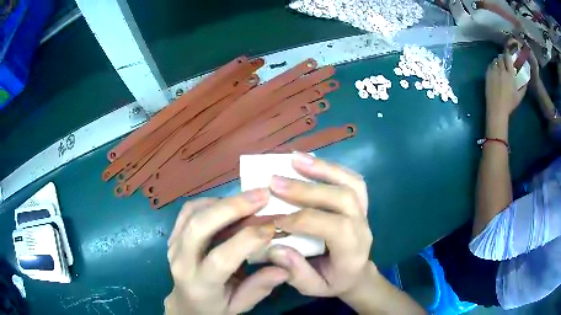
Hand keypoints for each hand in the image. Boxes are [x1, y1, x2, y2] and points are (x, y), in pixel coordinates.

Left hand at [165, 192, 288, 314]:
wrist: (185, 304)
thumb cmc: (215, 307)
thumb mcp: (239, 305)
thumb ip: (259, 287)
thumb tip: (284, 267)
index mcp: (200, 285)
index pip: (221, 258)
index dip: (248, 239)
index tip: (272, 226)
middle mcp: (181, 262)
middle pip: (200, 226)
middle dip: (232, 207)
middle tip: (262, 195)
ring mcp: (173, 245)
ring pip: (192, 212)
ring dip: (222, 201)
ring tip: (250, 198)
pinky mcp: (172, 235)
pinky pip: (187, 210)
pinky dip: (209, 201)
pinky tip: (228, 203)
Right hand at [267, 153, 371, 297]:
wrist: (356, 274)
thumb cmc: (333, 281)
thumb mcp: (313, 287)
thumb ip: (296, 272)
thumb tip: (274, 247)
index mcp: (353, 250)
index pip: (334, 227)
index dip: (303, 220)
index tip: (274, 220)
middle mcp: (362, 227)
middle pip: (343, 199)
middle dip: (307, 189)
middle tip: (274, 182)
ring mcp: (364, 211)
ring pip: (351, 183)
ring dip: (322, 168)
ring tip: (294, 159)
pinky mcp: (360, 202)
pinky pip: (351, 179)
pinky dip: (330, 167)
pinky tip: (308, 161)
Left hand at [485, 48, 526, 119]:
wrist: (497, 109)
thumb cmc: (510, 104)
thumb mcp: (519, 96)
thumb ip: (523, 87)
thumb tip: (526, 80)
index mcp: (510, 74)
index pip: (508, 57)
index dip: (507, 54)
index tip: (508, 53)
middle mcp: (501, 70)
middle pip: (500, 57)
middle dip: (502, 58)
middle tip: (504, 61)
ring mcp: (493, 71)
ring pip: (495, 60)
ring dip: (497, 61)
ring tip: (499, 66)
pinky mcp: (487, 74)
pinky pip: (490, 65)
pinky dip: (492, 65)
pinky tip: (495, 70)